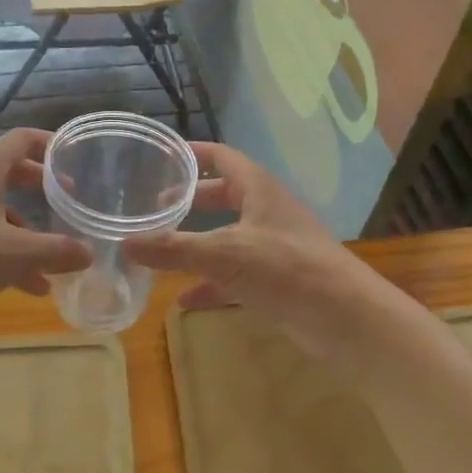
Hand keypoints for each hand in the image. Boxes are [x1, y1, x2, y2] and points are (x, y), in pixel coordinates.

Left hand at [0, 129, 91, 317]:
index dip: (51, 144)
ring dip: (29, 232)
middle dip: (44, 190)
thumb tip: (89, 252)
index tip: (76, 159)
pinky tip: (29, 287)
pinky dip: (8, 253)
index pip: (23, 139)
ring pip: (1, 210)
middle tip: (70, 202)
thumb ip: (55, 251)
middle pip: (14, 173)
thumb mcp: (13, 254)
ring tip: (56, 261)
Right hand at [121, 142, 391, 357]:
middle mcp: (266, 210)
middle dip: (190, 200)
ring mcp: (273, 245)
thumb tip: (124, 243)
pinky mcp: (277, 279)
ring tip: (161, 248)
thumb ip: (174, 249)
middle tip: (153, 206)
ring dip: (198, 242)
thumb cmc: (286, 268)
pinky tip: (183, 299)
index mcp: (257, 188)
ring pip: (228, 235)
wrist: (346, 318)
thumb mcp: (224, 254)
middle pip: (222, 195)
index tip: (159, 156)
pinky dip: (211, 282)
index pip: (221, 157)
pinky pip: (235, 273)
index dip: (192, 153)